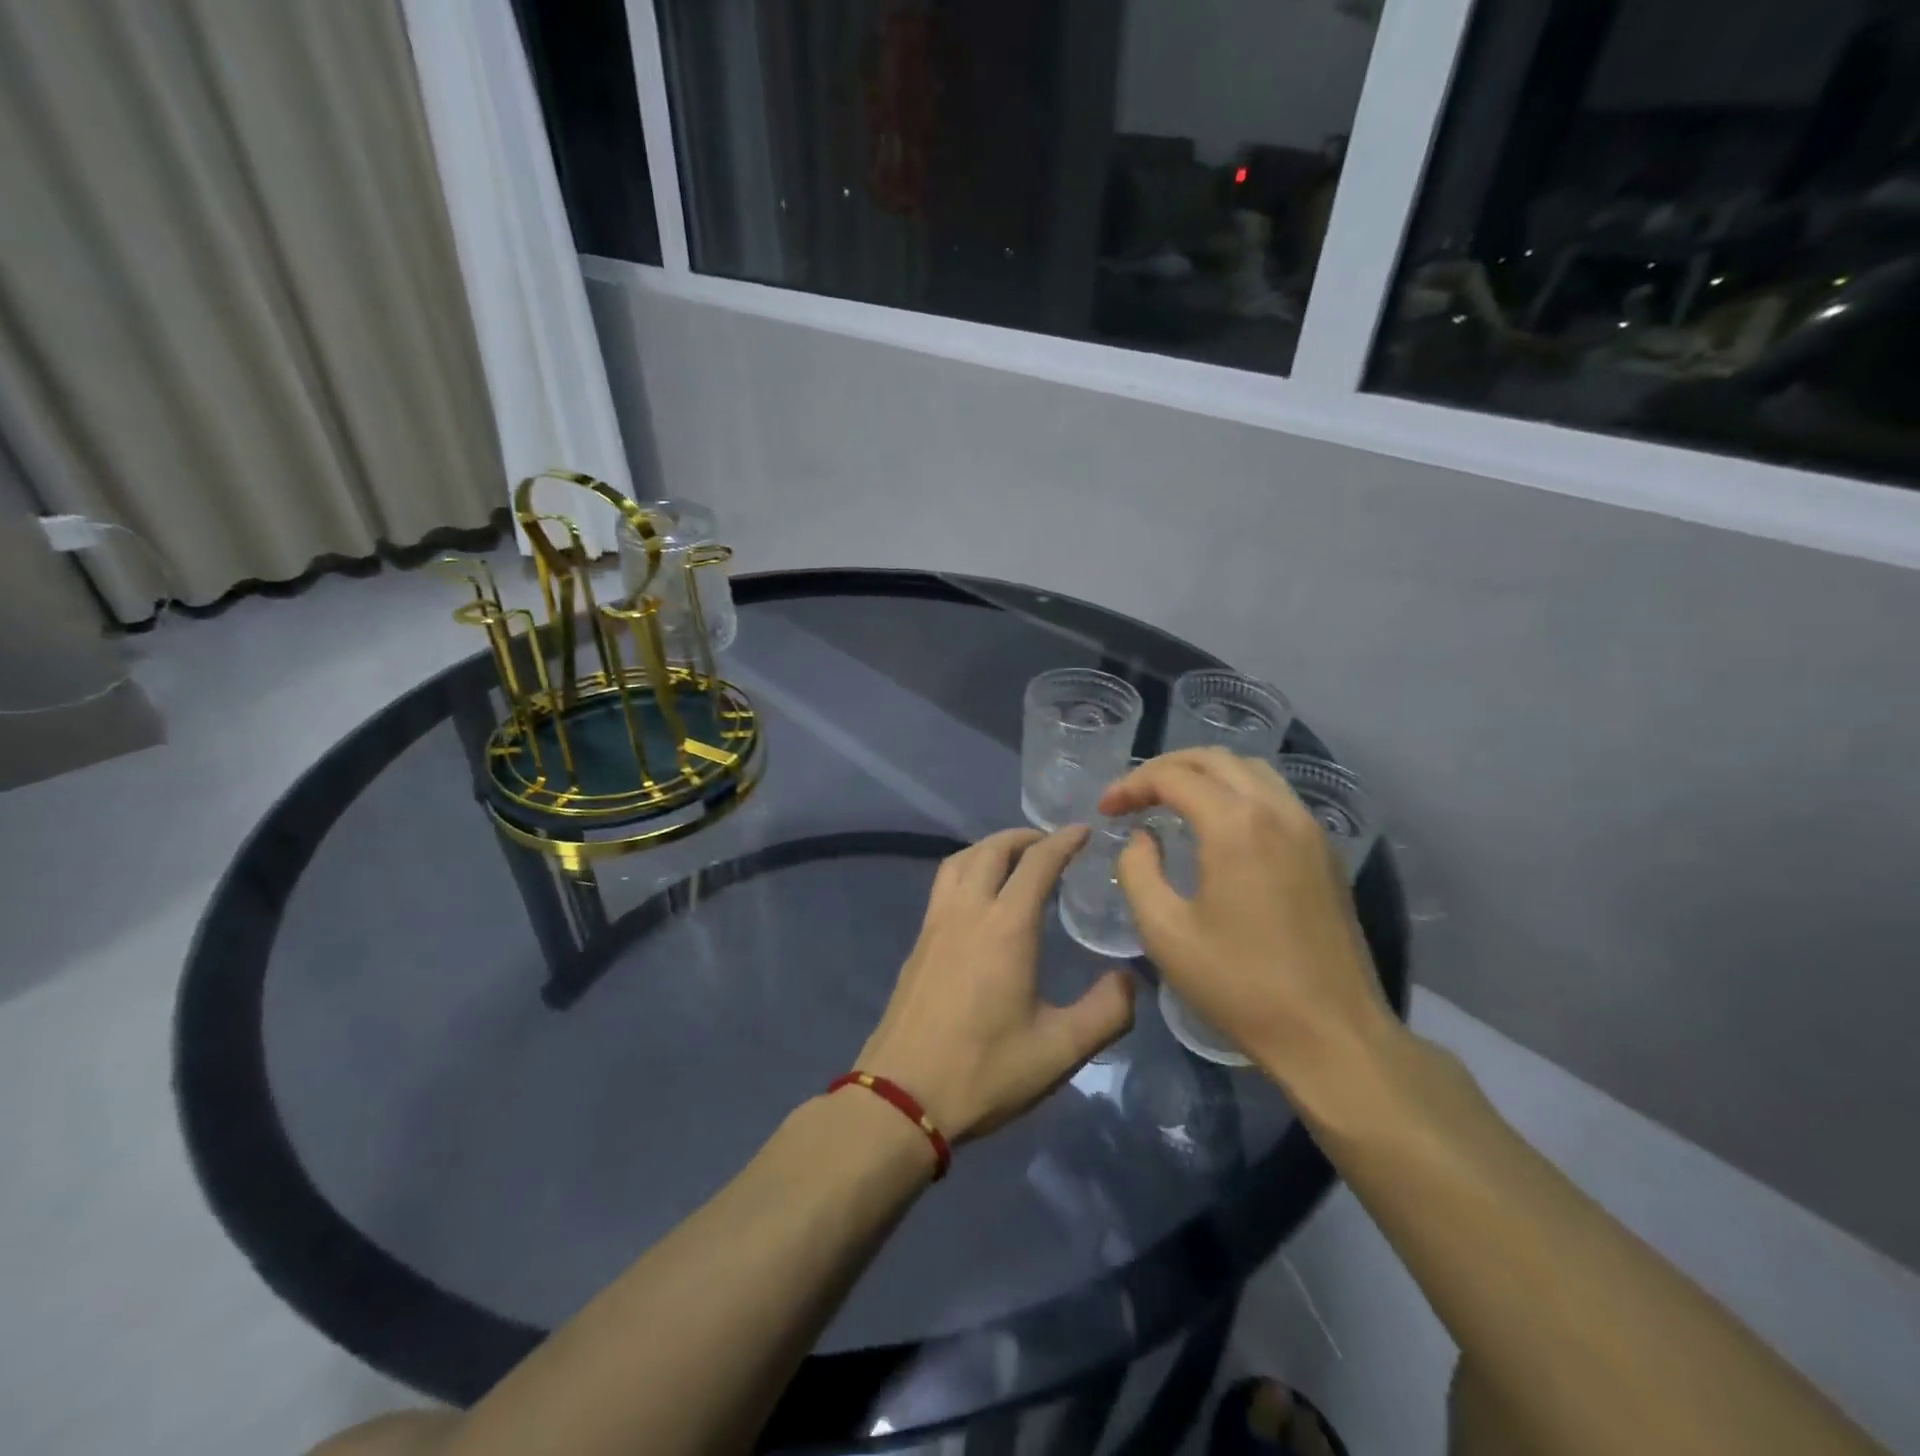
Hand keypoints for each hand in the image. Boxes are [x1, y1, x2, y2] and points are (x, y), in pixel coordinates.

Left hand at [858, 827, 1135, 1141]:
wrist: (902, 1097)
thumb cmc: (985, 1071)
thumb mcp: (1060, 1050)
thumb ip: (1106, 1012)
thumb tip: (1130, 978)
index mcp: (1006, 926)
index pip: (1037, 862)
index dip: (1063, 841)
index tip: (1083, 830)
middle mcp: (968, 911)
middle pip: (993, 849)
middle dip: (1024, 836)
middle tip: (1050, 844)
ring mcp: (935, 924)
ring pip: (960, 861)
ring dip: (990, 848)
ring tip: (1013, 860)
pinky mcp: (917, 943)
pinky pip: (944, 884)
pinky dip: (967, 870)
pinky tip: (978, 899)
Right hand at [1099, 749, 1396, 1093]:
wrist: (1331, 1034)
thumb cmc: (1239, 985)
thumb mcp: (1165, 932)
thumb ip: (1138, 871)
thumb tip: (1143, 838)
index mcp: (1235, 825)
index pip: (1174, 777)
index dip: (1131, 785)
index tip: (1105, 810)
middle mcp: (1277, 810)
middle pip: (1214, 759)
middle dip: (1165, 769)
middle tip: (1133, 797)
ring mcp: (1308, 828)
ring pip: (1250, 770)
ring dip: (1205, 774)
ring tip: (1172, 800)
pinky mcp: (1324, 851)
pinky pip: (1276, 795)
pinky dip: (1237, 791)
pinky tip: (1218, 823)